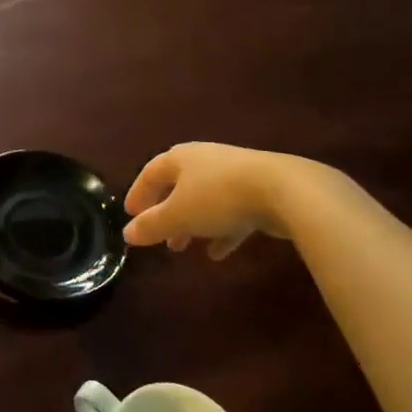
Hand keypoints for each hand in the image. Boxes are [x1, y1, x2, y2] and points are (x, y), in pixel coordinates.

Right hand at [123, 143, 290, 259]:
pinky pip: (231, 212)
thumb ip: (151, 225)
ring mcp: (234, 174)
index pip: (150, 173)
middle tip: (157, 236)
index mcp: (180, 158)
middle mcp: (205, 160)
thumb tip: (127, 234)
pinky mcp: (259, 191)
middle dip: (165, 212)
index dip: (138, 194)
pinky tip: (218, 253)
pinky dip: (221, 231)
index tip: (129, 215)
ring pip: (204, 200)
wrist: (284, 191)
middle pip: (178, 186)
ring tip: (183, 247)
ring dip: (192, 224)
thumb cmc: (218, 197)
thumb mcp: (178, 215)